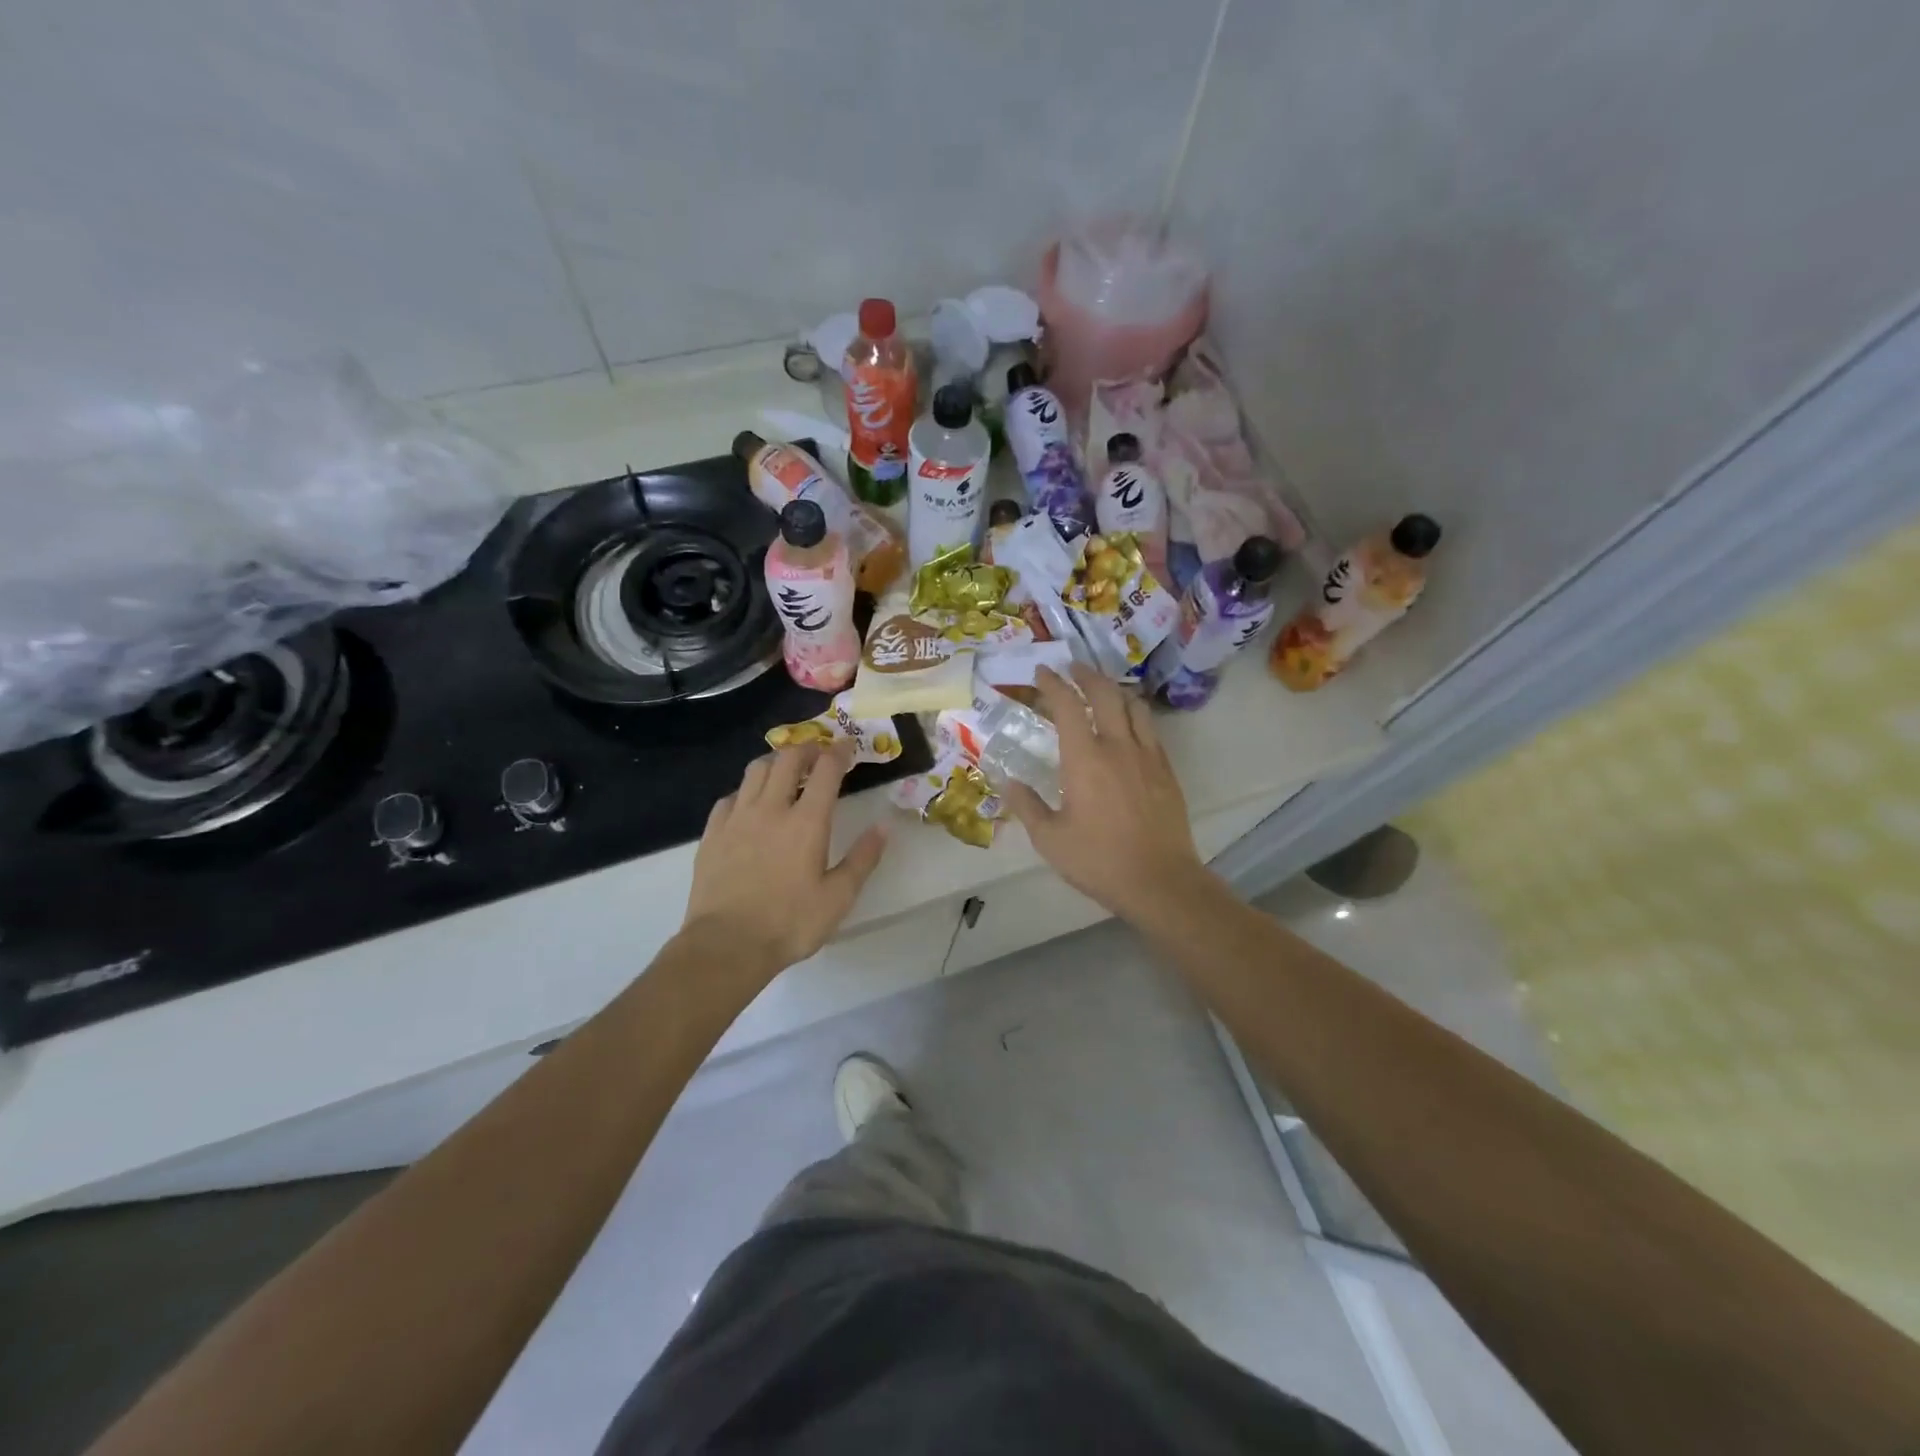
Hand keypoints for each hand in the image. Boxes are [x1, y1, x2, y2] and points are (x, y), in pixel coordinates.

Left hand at [681, 744, 887, 976]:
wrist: (726, 945)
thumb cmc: (790, 923)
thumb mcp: (839, 897)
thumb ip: (863, 858)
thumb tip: (884, 826)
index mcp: (807, 822)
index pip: (826, 770)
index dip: (839, 752)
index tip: (848, 746)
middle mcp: (771, 809)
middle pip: (787, 759)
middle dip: (807, 748)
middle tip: (818, 754)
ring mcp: (737, 818)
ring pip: (755, 770)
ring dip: (775, 761)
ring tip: (785, 770)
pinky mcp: (713, 833)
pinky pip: (729, 797)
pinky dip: (745, 790)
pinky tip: (749, 803)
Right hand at [1003, 664, 1207, 915]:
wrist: (1159, 880)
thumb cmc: (1098, 860)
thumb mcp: (1049, 839)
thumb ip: (1027, 805)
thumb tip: (1008, 781)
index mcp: (1084, 759)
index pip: (1067, 706)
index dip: (1053, 684)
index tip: (1042, 672)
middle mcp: (1118, 746)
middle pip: (1105, 693)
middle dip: (1086, 674)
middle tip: (1072, 668)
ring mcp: (1147, 756)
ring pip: (1133, 705)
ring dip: (1114, 690)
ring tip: (1102, 689)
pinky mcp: (1166, 770)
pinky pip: (1150, 728)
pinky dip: (1135, 714)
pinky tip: (1128, 725)